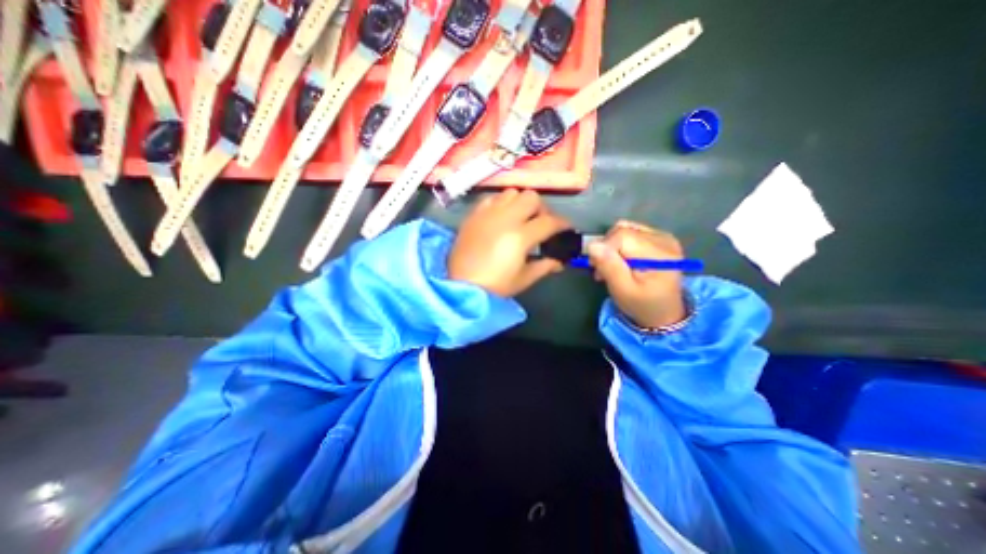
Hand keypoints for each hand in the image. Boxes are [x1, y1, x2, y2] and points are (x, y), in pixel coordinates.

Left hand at [449, 189, 570, 296]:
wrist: (461, 286)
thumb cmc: (495, 286)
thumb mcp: (524, 279)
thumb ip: (544, 266)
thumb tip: (559, 262)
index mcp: (520, 236)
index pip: (549, 222)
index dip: (562, 224)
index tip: (566, 228)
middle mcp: (505, 218)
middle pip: (532, 198)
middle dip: (542, 209)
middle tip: (540, 223)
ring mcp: (488, 214)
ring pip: (512, 193)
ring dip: (521, 202)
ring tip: (520, 217)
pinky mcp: (474, 214)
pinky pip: (492, 198)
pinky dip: (501, 203)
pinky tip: (501, 216)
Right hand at [584, 221, 687, 328]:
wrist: (664, 313)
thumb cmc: (642, 305)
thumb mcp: (622, 290)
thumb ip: (609, 266)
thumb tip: (593, 245)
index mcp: (658, 254)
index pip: (622, 236)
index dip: (604, 248)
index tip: (597, 267)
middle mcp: (664, 240)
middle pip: (623, 230)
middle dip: (606, 248)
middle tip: (602, 270)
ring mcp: (664, 237)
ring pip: (625, 228)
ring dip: (612, 246)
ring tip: (611, 265)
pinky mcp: (660, 238)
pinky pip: (632, 231)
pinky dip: (620, 244)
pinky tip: (621, 259)